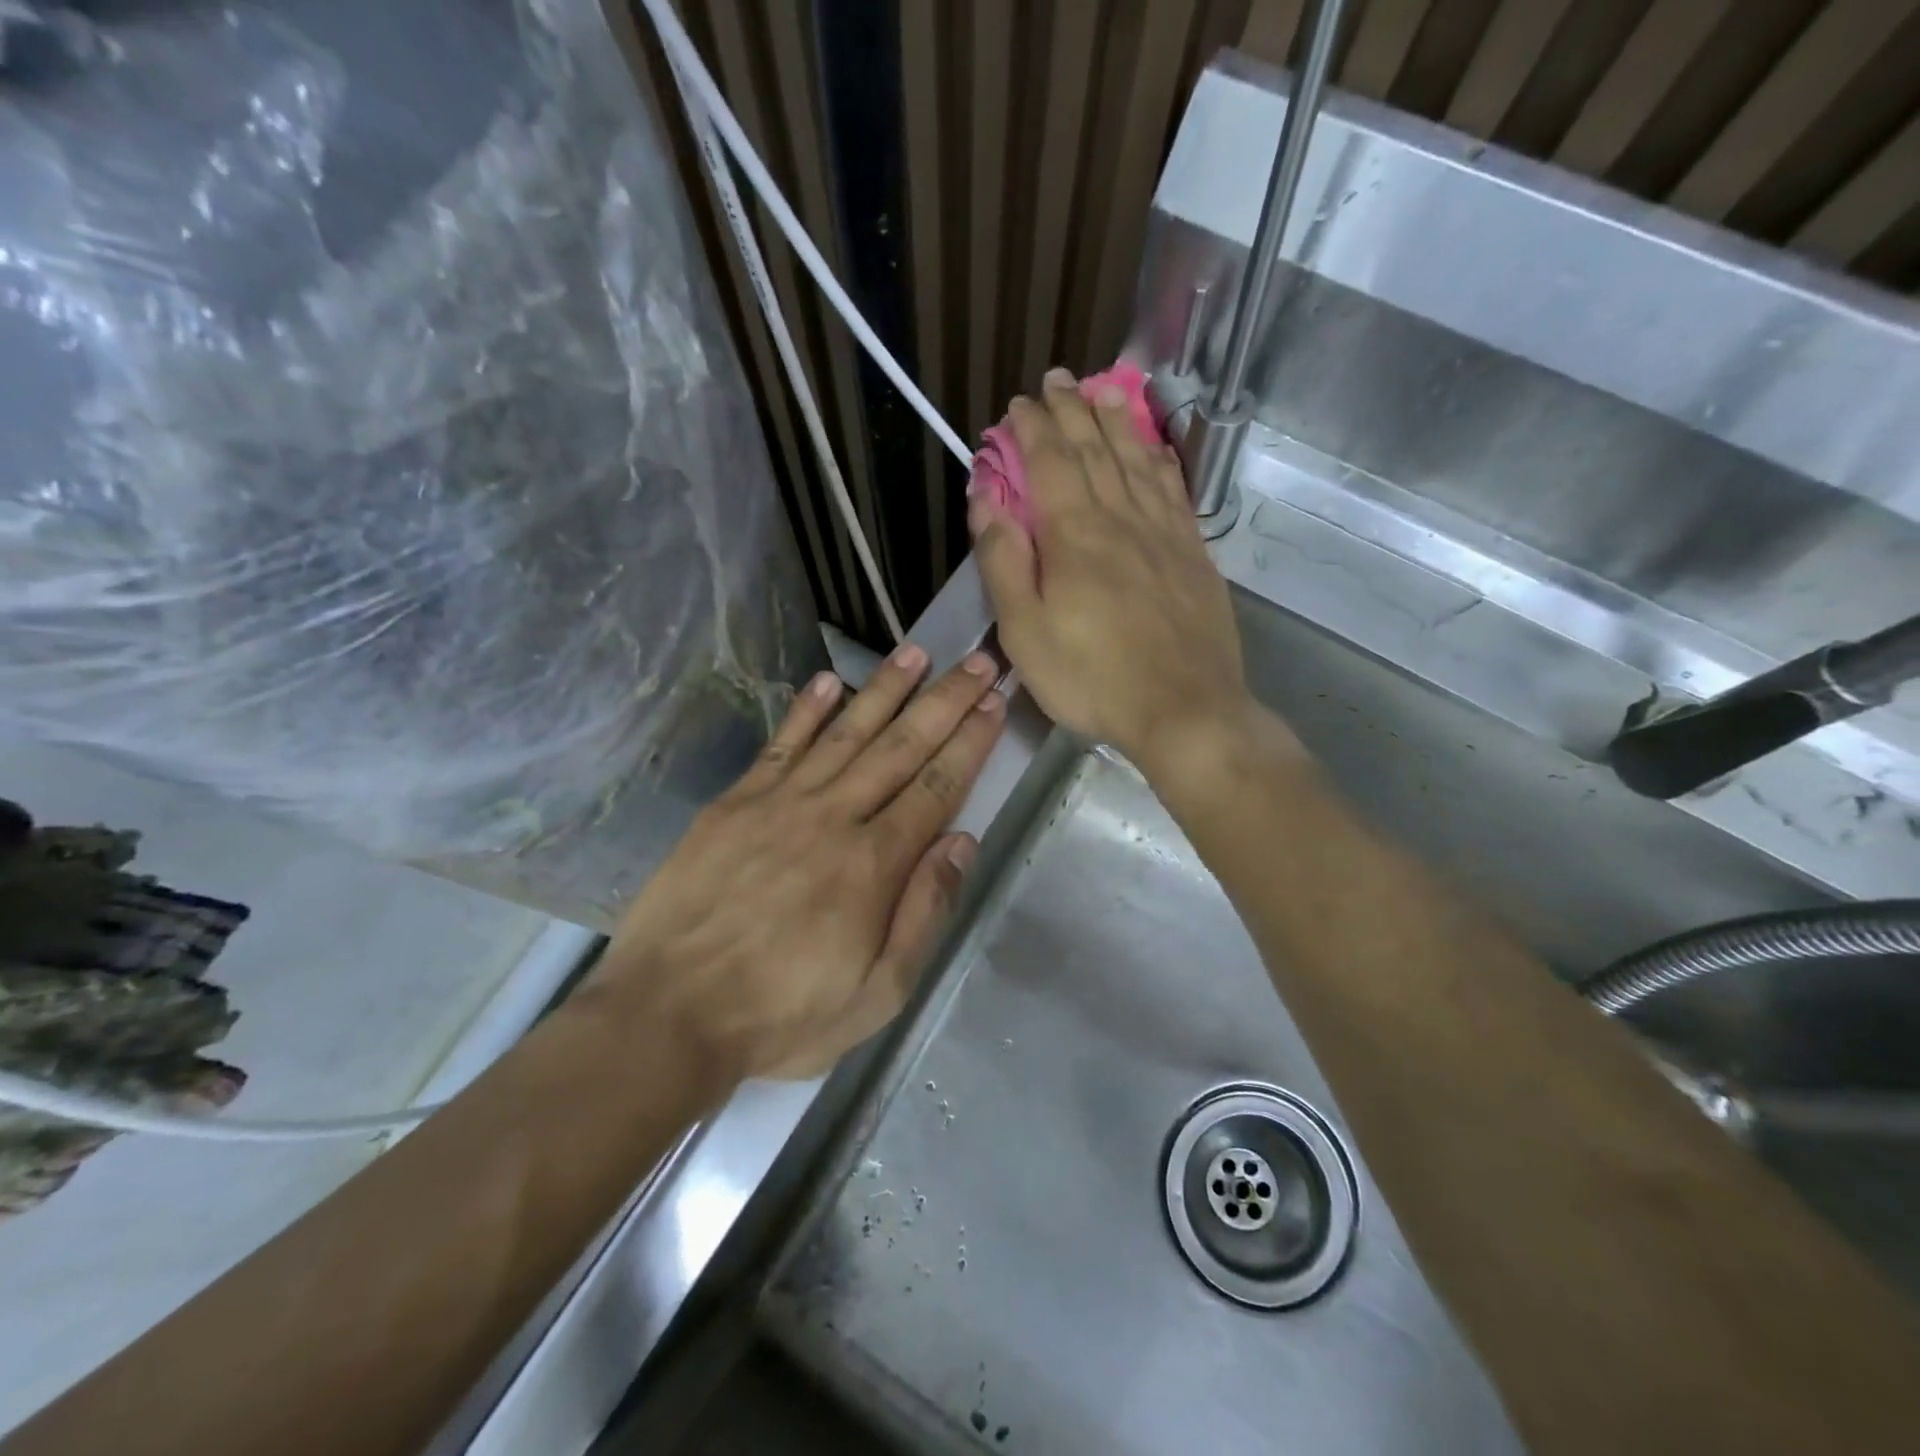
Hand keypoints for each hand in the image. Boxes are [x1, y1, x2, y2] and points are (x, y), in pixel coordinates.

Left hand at [594, 647, 1004, 1079]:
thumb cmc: (782, 1014)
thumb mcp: (877, 993)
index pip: (936, 788)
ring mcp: (779, 803)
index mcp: (873, 865)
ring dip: (886, 690)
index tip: (994, 704)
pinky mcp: (734, 803)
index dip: (969, 743)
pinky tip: (830, 680)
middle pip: (900, 747)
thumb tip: (962, 842)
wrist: (667, 1016)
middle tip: (977, 661)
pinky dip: (808, 710)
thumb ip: (923, 912)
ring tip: (918, 652)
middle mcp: (833, 818)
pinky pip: (781, 744)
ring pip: (846, 733)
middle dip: (945, 701)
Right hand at [970, 367, 1250, 775]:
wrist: (1185, 710)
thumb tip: (984, 498)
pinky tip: (1155, 449)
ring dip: (1118, 421)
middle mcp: (1122, 519)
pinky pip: (1174, 490)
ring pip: (1137, 460)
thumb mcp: (1025, 632)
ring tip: (1106, 389)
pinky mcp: (1193, 555)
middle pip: (1095, 449)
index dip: (1032, 427)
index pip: (1049, 462)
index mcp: (1075, 535)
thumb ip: (1003, 561)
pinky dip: (1160, 460)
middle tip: (1058, 380)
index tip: (1018, 404)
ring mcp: (1165, 534)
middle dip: (1072, 410)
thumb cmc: (1092, 679)